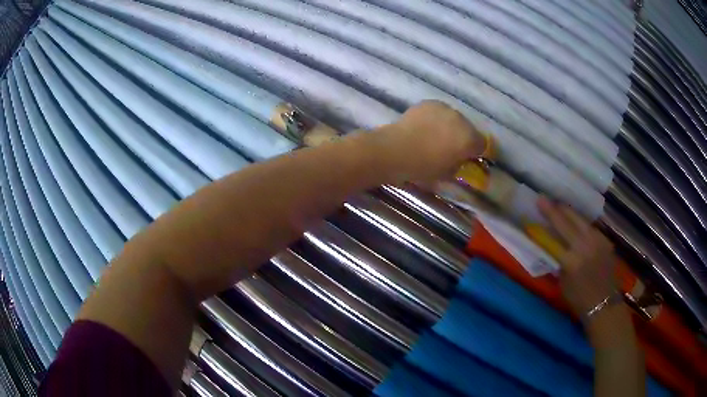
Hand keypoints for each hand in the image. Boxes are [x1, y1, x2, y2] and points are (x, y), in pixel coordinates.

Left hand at [373, 100, 485, 183]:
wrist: (396, 149)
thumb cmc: (422, 167)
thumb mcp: (447, 174)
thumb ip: (459, 166)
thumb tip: (460, 161)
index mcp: (469, 140)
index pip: (482, 145)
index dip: (475, 152)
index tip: (467, 157)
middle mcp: (462, 120)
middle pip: (468, 129)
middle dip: (462, 137)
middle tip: (450, 147)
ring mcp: (445, 109)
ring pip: (454, 118)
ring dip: (450, 126)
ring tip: (435, 136)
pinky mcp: (430, 103)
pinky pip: (439, 112)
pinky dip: (436, 118)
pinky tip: (425, 127)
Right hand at [538, 198, 617, 317]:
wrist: (604, 303)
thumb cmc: (578, 298)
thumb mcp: (563, 281)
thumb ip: (559, 259)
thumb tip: (554, 243)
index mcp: (572, 259)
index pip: (557, 230)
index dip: (548, 214)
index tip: (539, 199)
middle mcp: (586, 245)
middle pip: (570, 219)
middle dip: (557, 208)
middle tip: (546, 199)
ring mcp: (598, 240)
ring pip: (581, 220)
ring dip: (569, 213)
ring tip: (560, 207)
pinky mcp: (605, 240)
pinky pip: (590, 227)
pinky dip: (580, 223)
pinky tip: (576, 223)